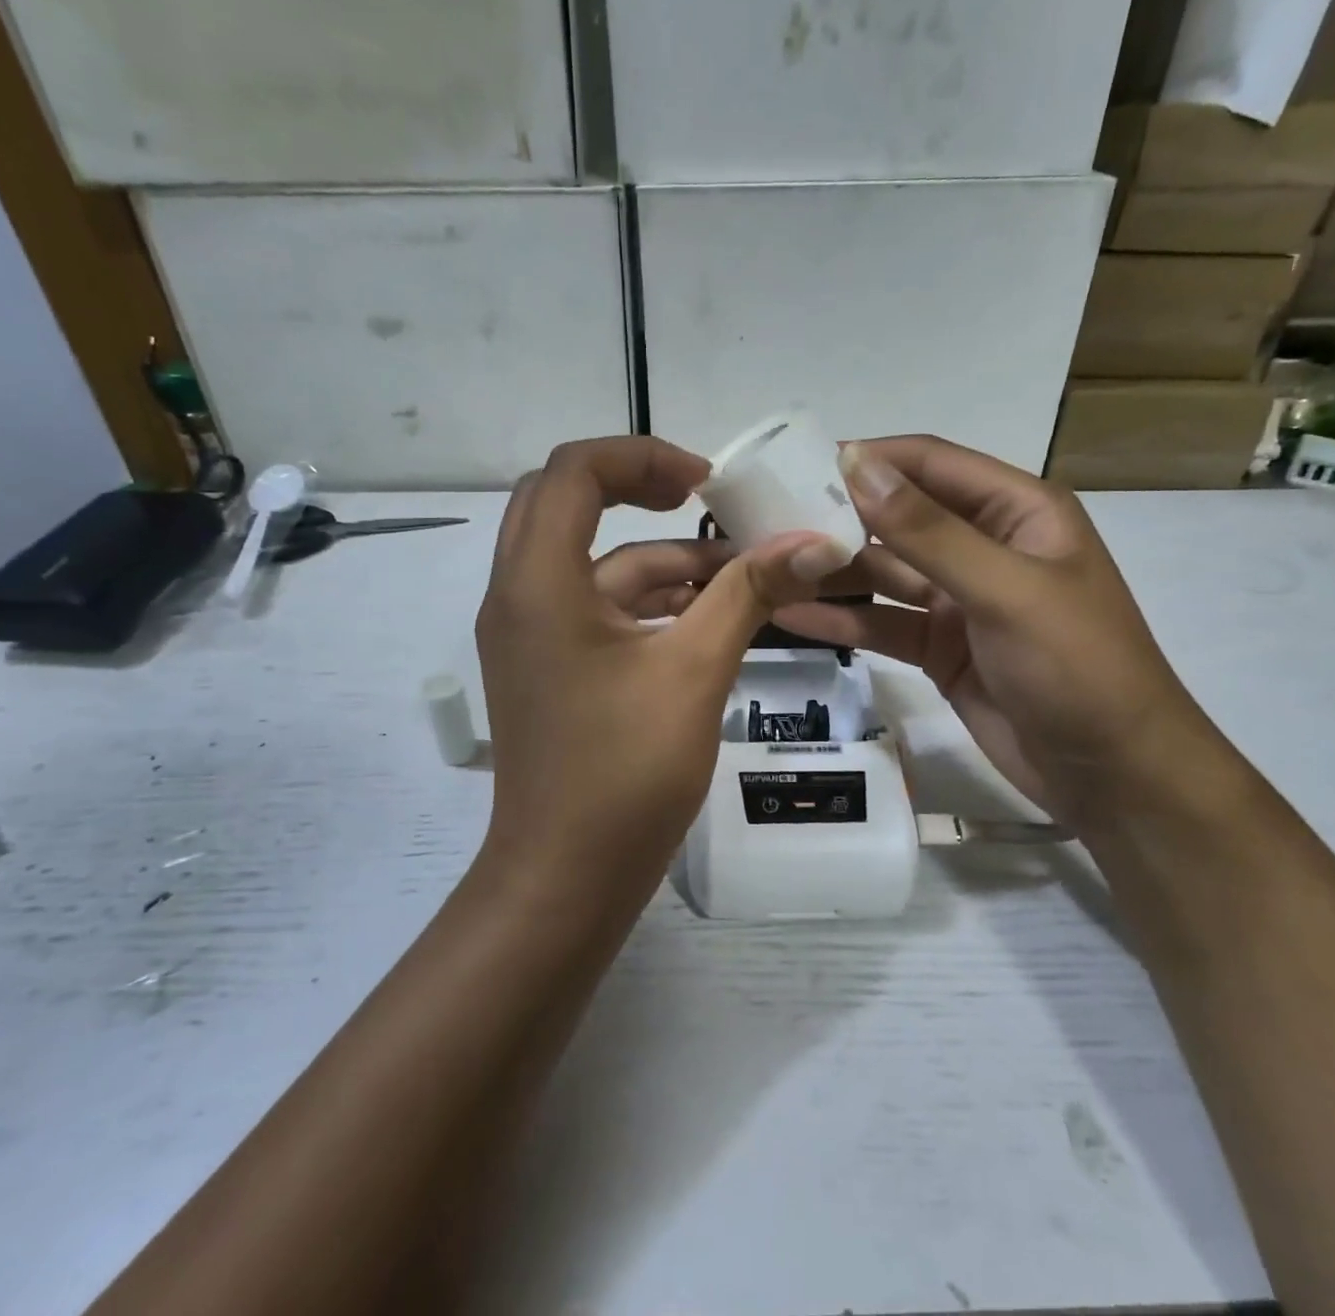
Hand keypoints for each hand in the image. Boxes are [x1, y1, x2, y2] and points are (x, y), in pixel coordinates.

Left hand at [476, 437, 846, 894]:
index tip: (705, 482)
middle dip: (636, 488)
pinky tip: (708, 615)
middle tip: (700, 497)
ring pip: (589, 560)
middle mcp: (519, 594)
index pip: (572, 471)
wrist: (566, 879)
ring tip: (738, 571)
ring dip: (658, 557)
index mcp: (538, 582)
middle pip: (565, 500)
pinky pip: (595, 605)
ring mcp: (529, 632)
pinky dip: (648, 600)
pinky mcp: (549, 664)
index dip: (642, 456)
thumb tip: (815, 542)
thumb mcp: (695, 672)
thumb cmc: (623, 774)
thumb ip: (749, 595)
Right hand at [775, 437, 1226, 831]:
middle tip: (764, 518)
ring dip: (831, 569)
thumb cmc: (1077, 667)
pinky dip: (841, 618)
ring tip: (765, 564)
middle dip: (838, 515)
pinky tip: (789, 613)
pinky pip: (882, 621)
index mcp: (1015, 511)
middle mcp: (983, 545)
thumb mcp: (1005, 590)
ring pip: (883, 571)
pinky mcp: (938, 646)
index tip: (798, 465)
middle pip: (898, 517)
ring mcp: (958, 599)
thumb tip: (859, 464)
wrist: (1113, 775)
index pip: (930, 464)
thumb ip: (929, 531)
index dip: (868, 459)